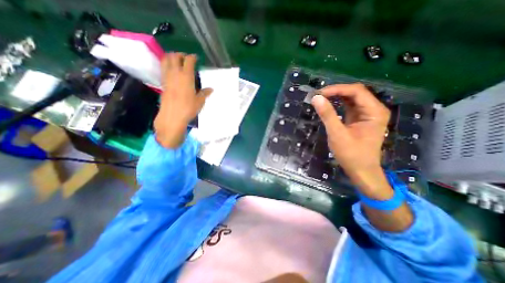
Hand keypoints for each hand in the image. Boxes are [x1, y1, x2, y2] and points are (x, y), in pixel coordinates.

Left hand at [157, 53, 212, 149]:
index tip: (195, 58)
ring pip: (165, 60)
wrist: (172, 116)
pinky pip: (163, 69)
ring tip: (177, 62)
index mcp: (186, 76)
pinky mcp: (162, 83)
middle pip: (174, 56)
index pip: (188, 61)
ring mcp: (167, 78)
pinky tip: (172, 72)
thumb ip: (204, 93)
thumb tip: (210, 89)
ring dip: (171, 58)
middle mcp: (175, 74)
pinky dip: (167, 66)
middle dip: (180, 55)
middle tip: (185, 58)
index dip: (192, 57)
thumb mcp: (200, 101)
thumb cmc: (188, 108)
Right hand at [312, 84, 388, 197]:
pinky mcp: (360, 119)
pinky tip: (328, 105)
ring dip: (336, 97)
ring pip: (351, 99)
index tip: (319, 94)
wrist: (361, 170)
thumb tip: (316, 98)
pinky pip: (349, 107)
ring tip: (320, 99)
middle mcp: (374, 109)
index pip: (356, 91)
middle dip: (336, 92)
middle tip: (318, 96)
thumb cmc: (351, 154)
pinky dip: (338, 104)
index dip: (336, 89)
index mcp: (374, 111)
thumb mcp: (337, 134)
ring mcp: (367, 114)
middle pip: (355, 93)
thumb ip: (327, 115)